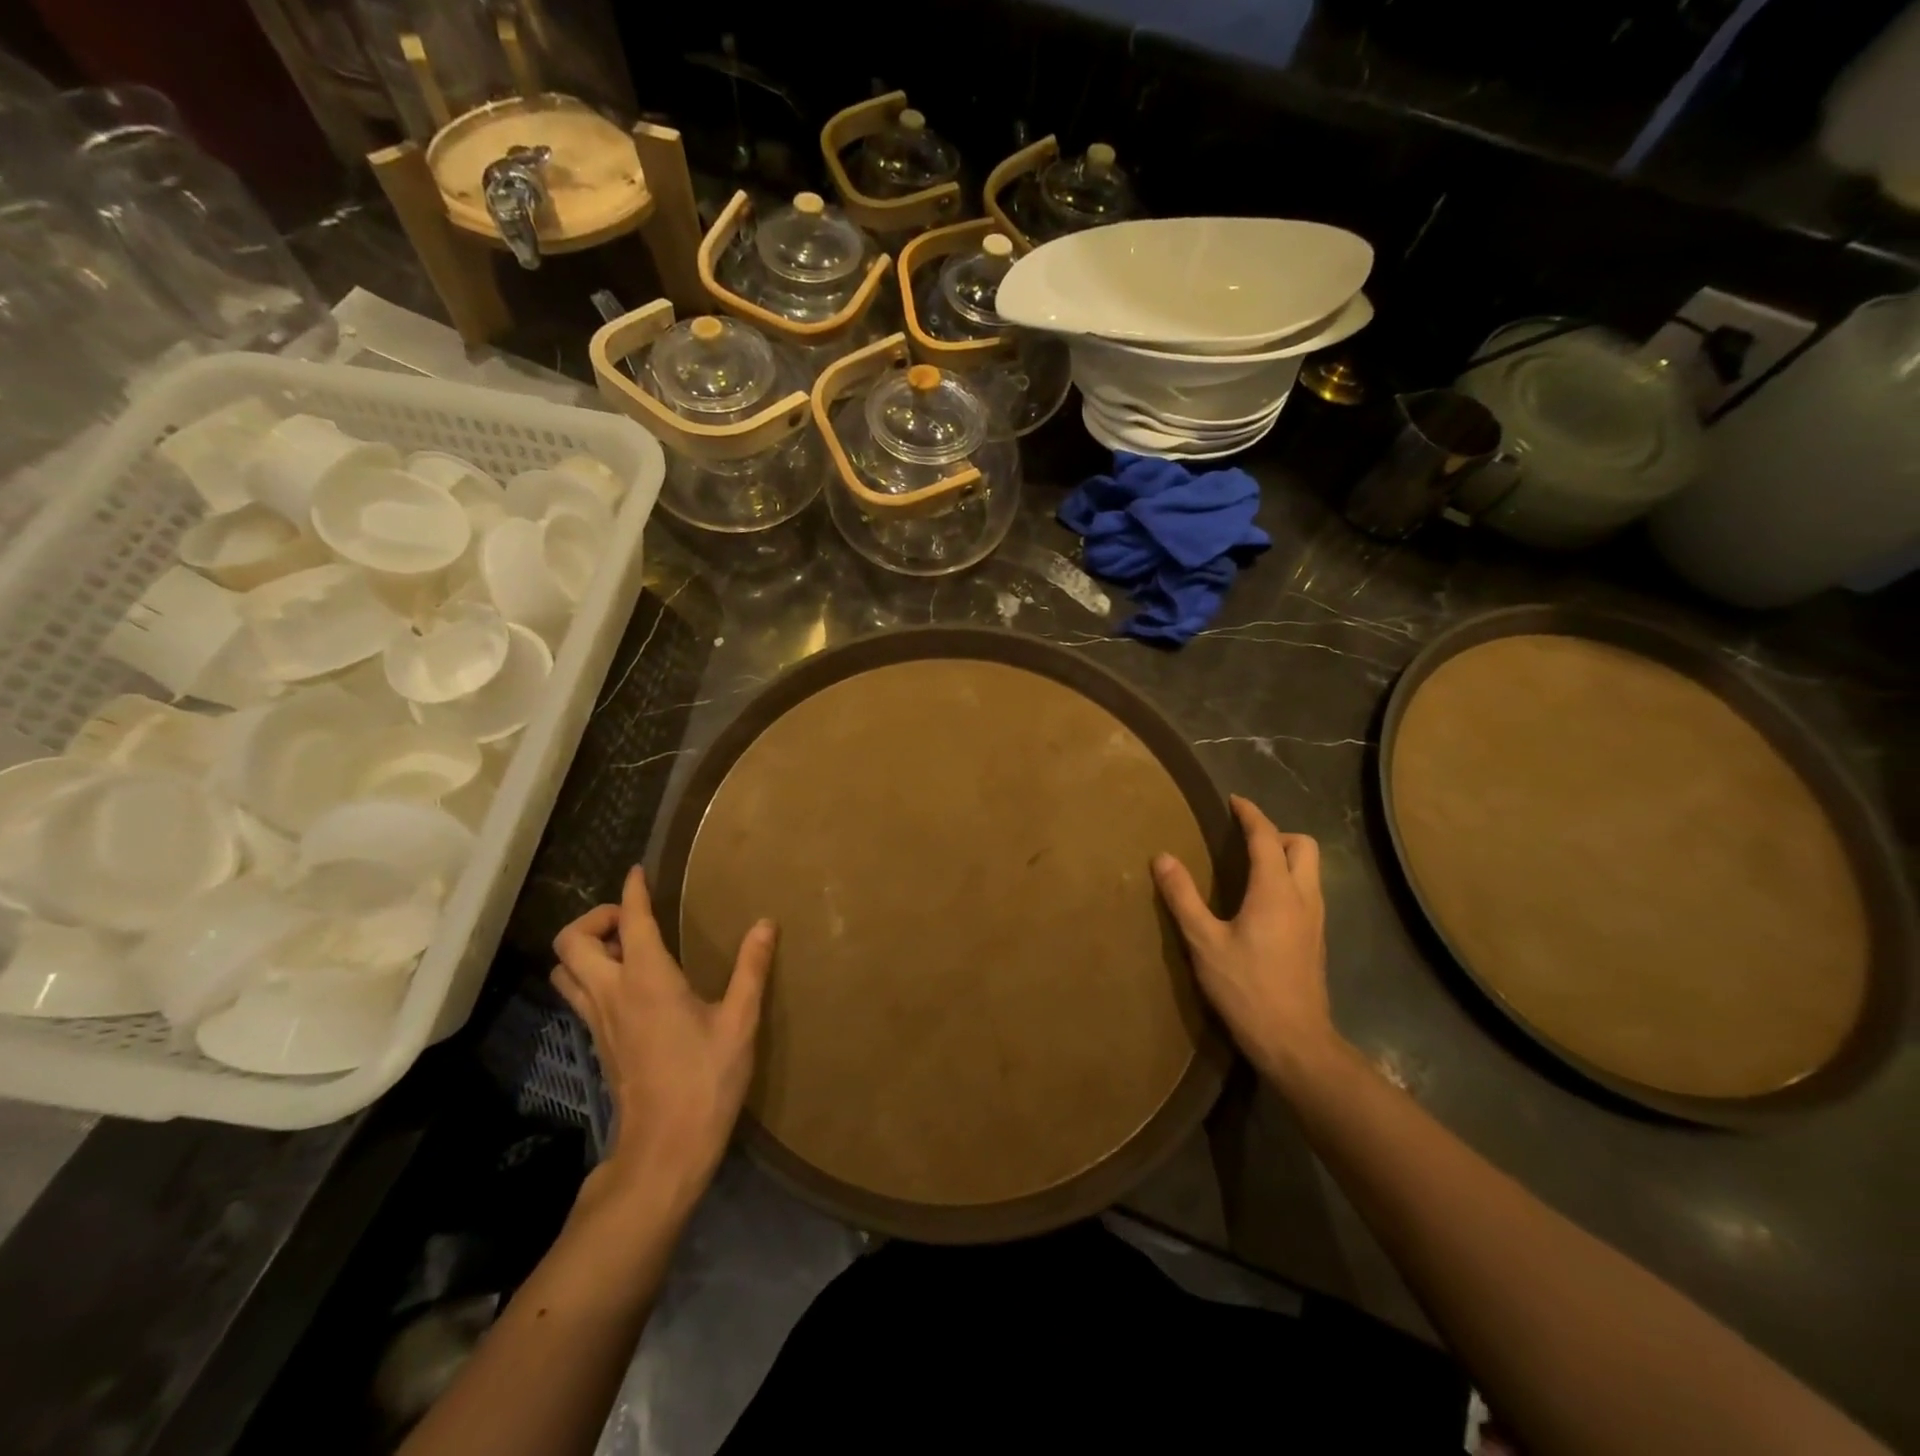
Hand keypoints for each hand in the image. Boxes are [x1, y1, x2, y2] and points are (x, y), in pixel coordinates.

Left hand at [552, 867, 775, 1210]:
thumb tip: (765, 923)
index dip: (632, 891)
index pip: (629, 921)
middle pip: (571, 941)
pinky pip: (577, 994)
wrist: (664, 1150)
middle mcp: (612, 993)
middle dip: (595, 917)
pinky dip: (590, 974)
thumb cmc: (706, 1081)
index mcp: (647, 980)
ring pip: (565, 970)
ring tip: (624, 947)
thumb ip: (751, 968)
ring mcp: (598, 1021)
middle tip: (631, 919)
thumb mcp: (740, 1022)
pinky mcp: (597, 1043)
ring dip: (584, 948)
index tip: (639, 871)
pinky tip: (627, 984)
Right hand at [1153, 795, 1342, 1087]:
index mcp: (1275, 890)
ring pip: (1310, 869)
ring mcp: (1316, 919)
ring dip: (1285, 856)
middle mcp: (1303, 896)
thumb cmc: (1246, 988)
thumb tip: (1162, 857)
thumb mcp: (1204, 942)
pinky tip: (1262, 904)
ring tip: (1249, 868)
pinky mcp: (1316, 939)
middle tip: (1243, 841)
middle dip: (1275, 833)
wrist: (1295, 1042)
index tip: (1233, 801)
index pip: (1266, 837)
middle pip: (1303, 845)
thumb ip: (1183, 897)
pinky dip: (1288, 879)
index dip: (1251, 814)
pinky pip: (1308, 891)